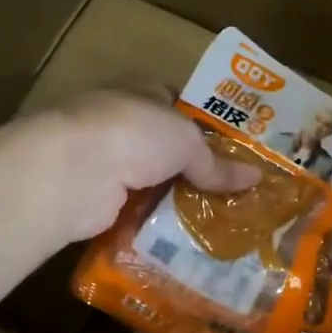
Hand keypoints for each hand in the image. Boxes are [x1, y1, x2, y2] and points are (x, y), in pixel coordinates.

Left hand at [28, 91, 259, 242]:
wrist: (75, 170)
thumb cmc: (135, 134)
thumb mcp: (187, 141)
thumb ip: (217, 162)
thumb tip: (256, 177)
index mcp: (142, 93)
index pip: (177, 104)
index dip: (205, 124)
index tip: (235, 150)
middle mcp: (121, 124)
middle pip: (166, 148)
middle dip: (195, 168)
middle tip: (234, 192)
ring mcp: (106, 162)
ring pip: (152, 182)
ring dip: (176, 200)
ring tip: (219, 221)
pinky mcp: (98, 199)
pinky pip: (137, 212)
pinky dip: (157, 225)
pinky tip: (186, 239)